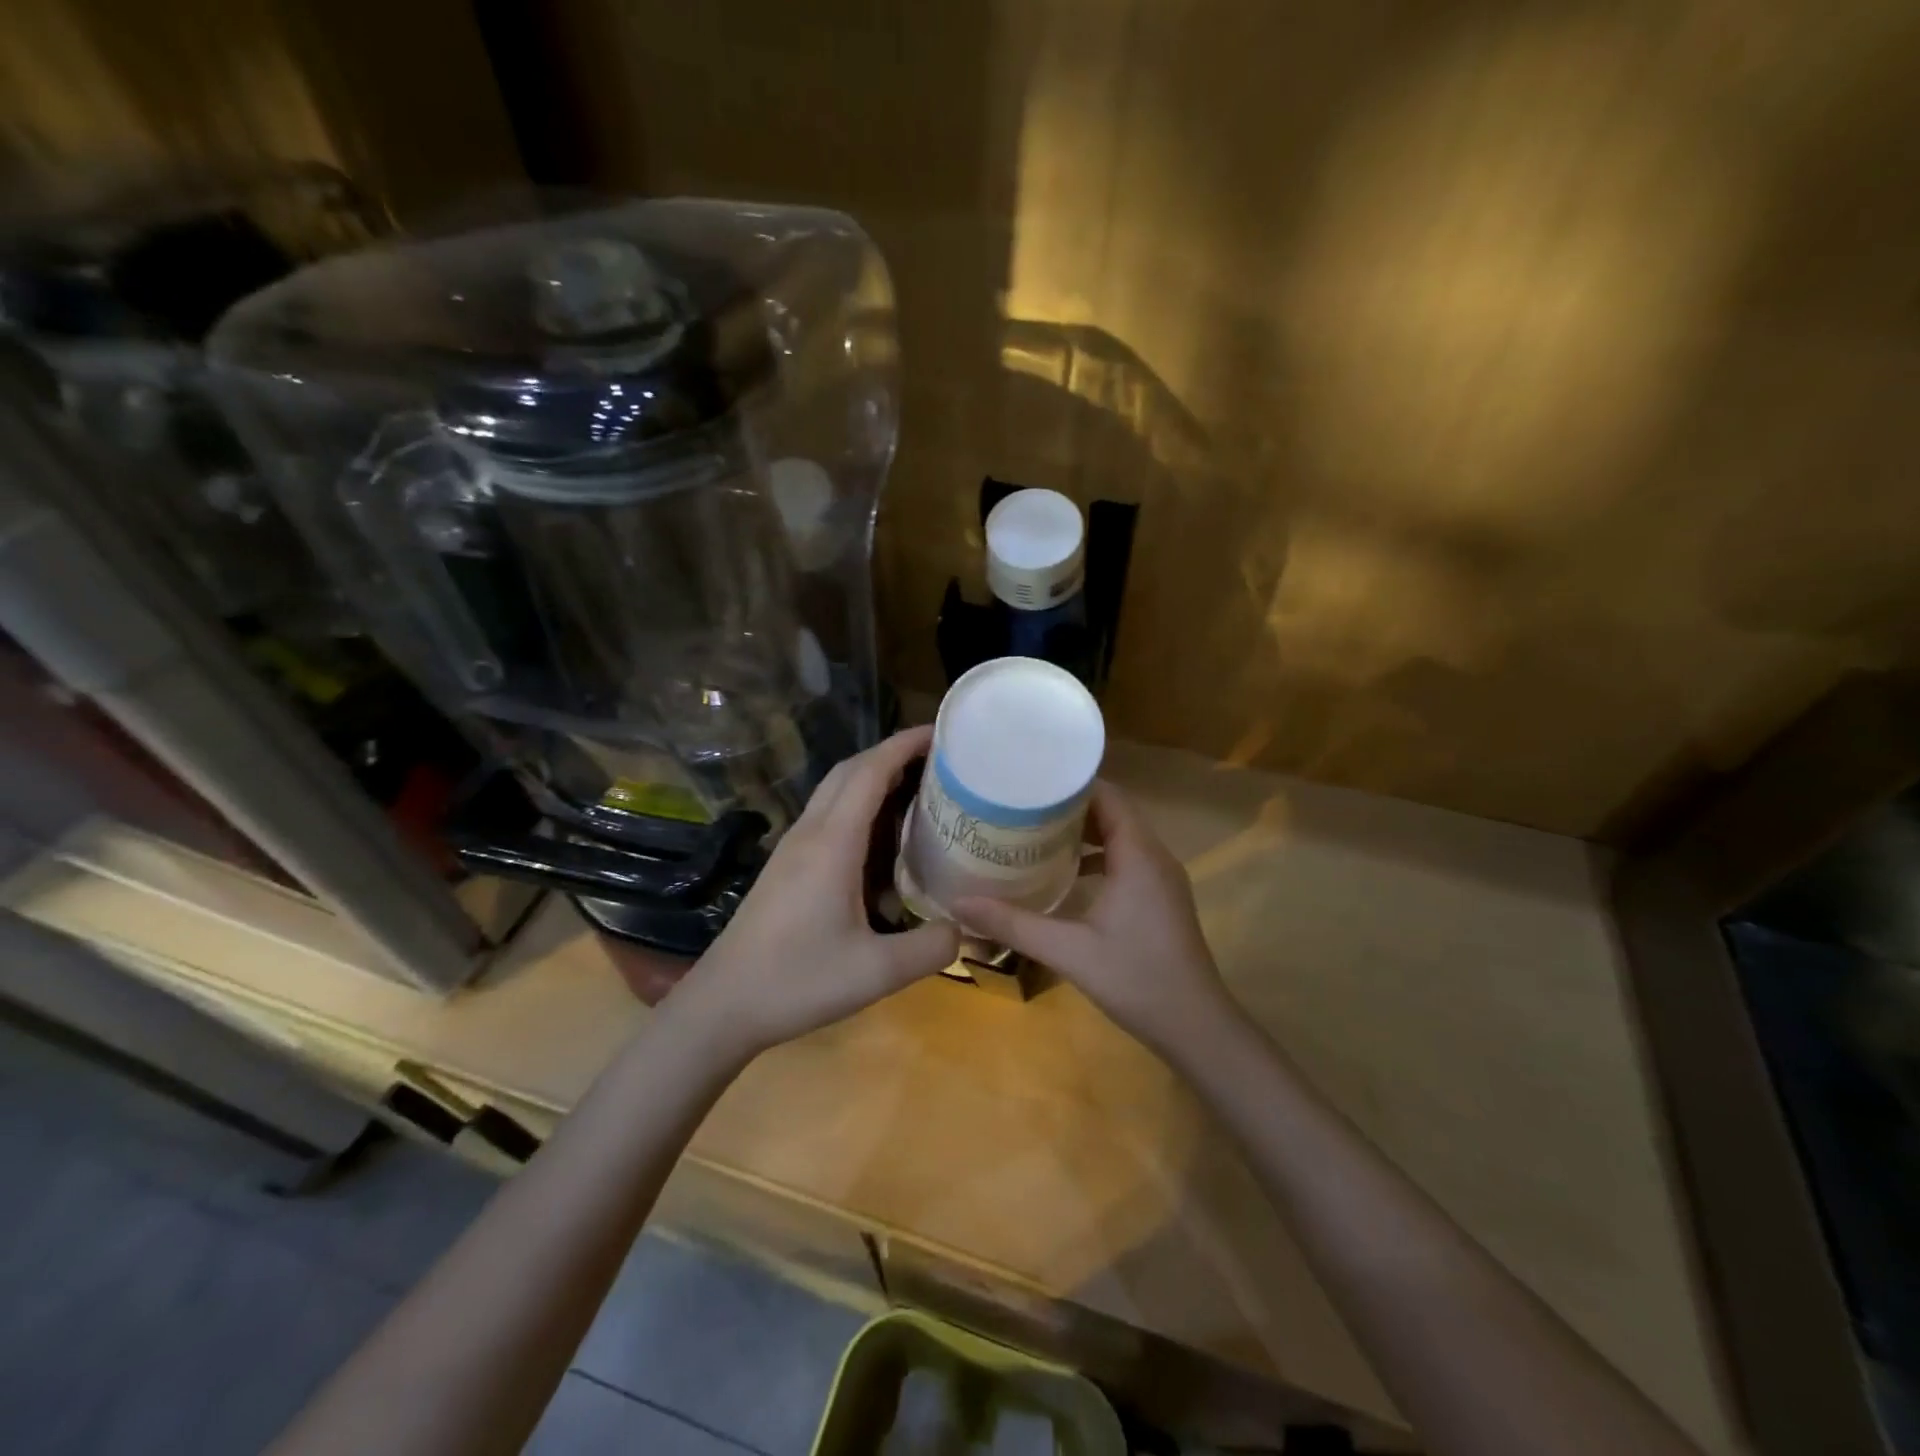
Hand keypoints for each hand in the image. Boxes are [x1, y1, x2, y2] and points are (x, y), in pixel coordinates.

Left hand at [665, 726, 958, 1062]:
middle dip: (893, 753)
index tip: (942, 732)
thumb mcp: (877, 972)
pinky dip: (859, 806)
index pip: (870, 771)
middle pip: (850, 770)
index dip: (905, 744)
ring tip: (918, 789)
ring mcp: (793, 848)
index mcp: (832, 843)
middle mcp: (811, 833)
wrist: (722, 1006)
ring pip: (835, 791)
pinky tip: (881, 839)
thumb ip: (932, 948)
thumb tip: (965, 928)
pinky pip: (827, 815)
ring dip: (874, 777)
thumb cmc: (797, 982)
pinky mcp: (786, 866)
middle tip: (938, 760)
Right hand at [957, 782, 1234, 1058]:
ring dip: (1083, 831)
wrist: (1196, 1027)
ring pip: (1120, 836)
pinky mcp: (1160, 898)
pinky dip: (1097, 856)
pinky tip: (1064, 874)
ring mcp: (1161, 878)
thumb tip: (959, 903)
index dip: (1070, 784)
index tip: (1029, 782)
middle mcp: (1154, 856)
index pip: (1108, 795)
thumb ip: (1014, 924)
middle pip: (1112, 811)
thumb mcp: (1069, 951)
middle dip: (1069, 806)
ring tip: (1035, 832)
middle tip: (1021, 806)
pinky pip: (1126, 859)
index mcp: (1138, 855)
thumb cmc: (1137, 979)